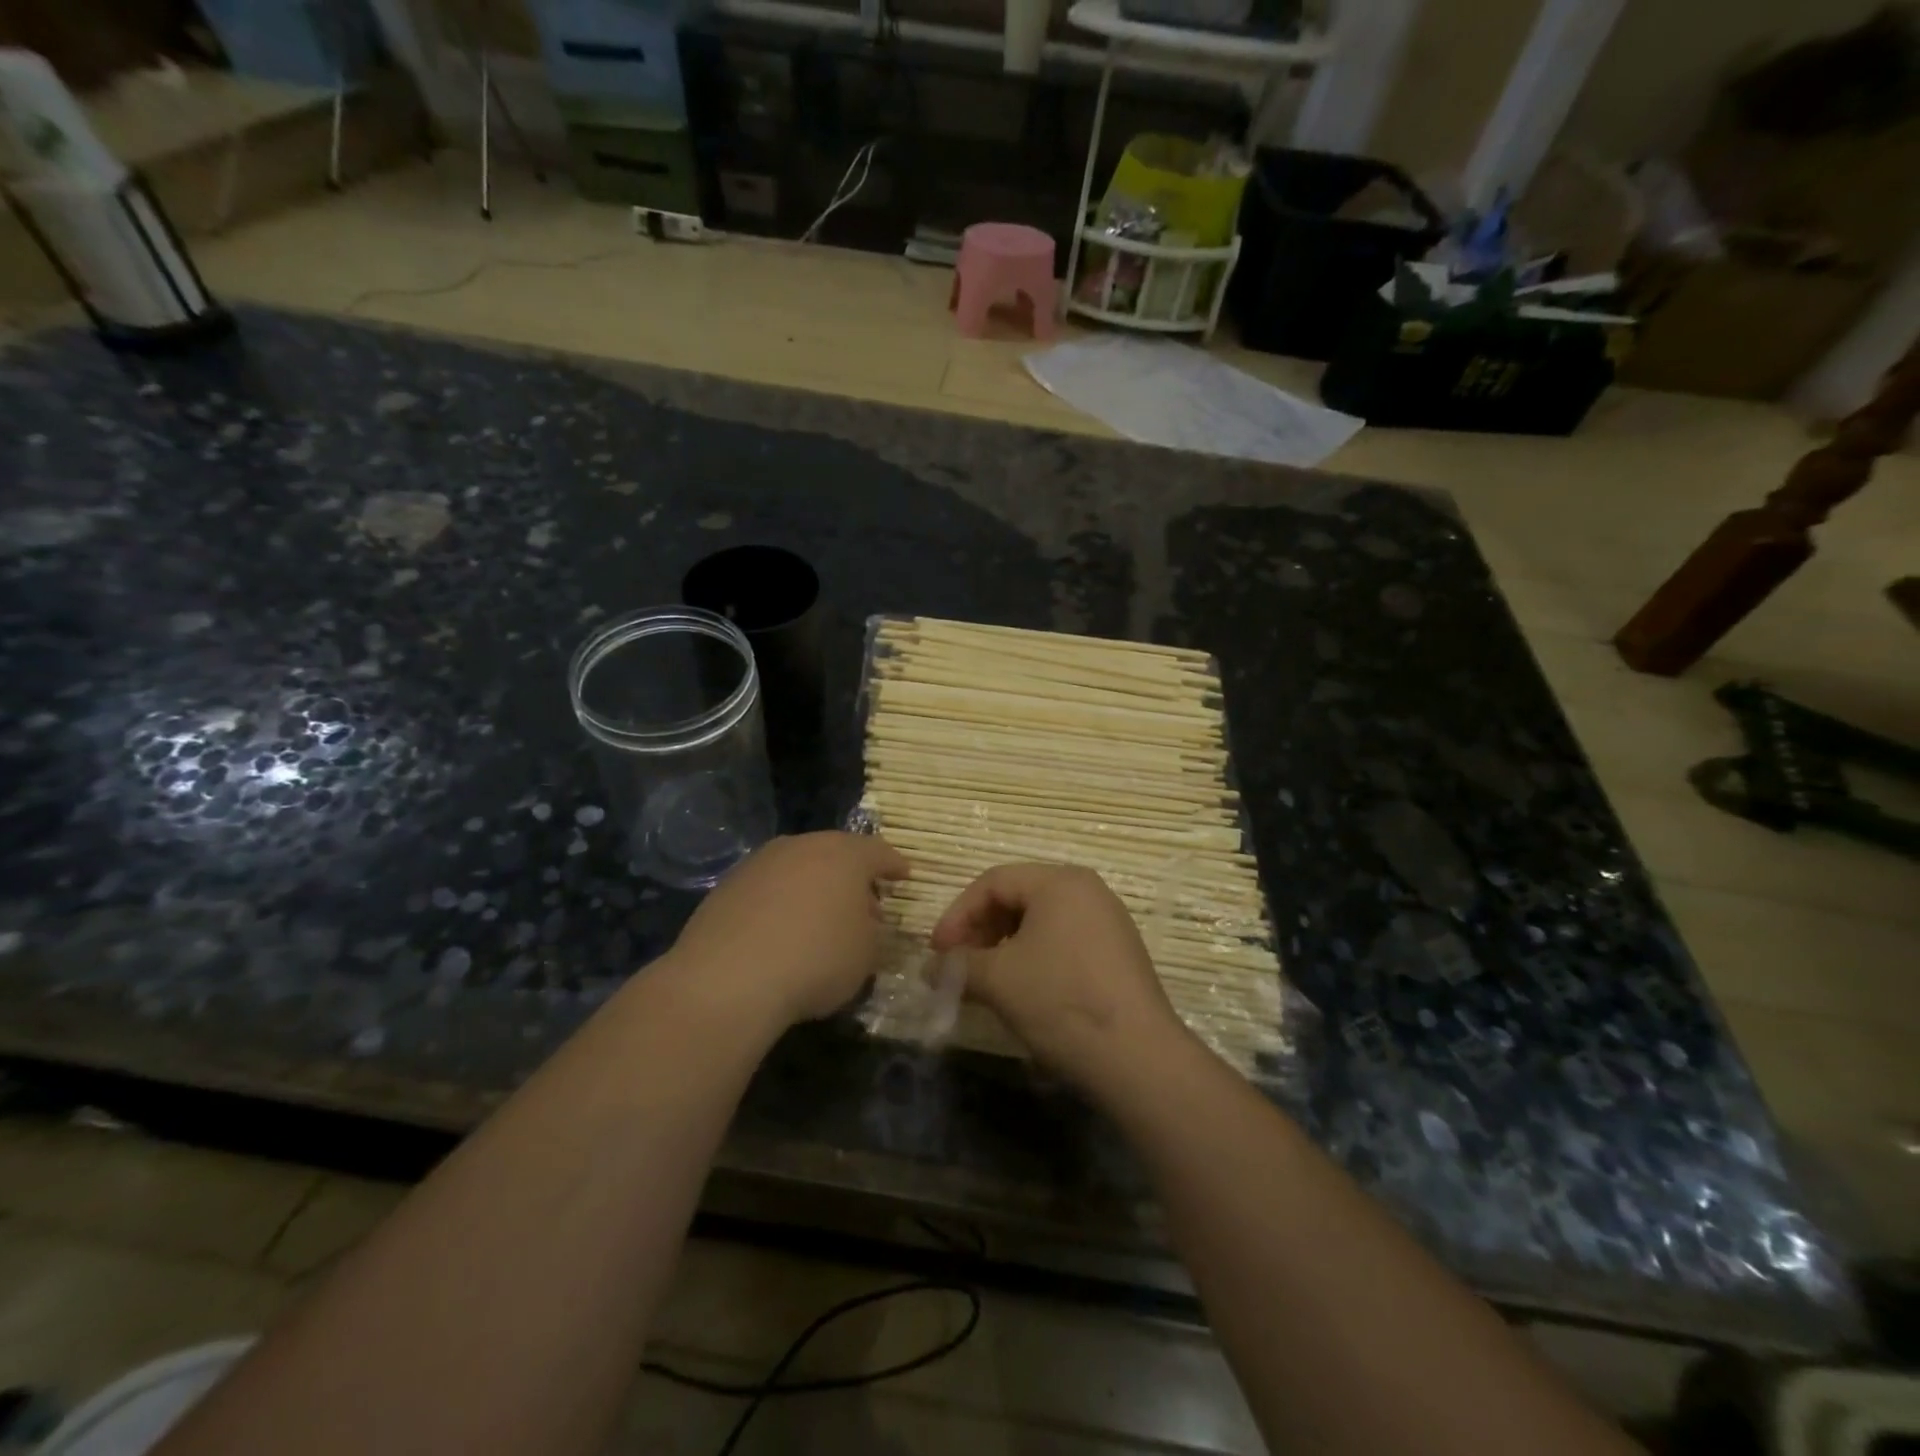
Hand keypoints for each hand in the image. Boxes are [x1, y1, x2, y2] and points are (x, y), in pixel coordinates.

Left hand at [669, 832, 908, 1028]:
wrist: (728, 979)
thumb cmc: (816, 959)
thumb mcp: (866, 954)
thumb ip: (873, 931)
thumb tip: (864, 921)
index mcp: (844, 854)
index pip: (879, 852)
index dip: (894, 865)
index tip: (905, 876)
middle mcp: (802, 846)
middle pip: (835, 854)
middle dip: (852, 876)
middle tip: (864, 902)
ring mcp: (760, 863)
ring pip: (798, 867)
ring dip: (813, 887)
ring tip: (820, 919)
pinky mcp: (727, 886)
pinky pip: (768, 888)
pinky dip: (781, 903)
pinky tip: (781, 932)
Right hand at [929, 863, 1184, 1092]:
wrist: (1137, 1056)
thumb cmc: (1060, 1000)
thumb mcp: (998, 979)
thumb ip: (957, 965)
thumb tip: (931, 968)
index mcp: (1059, 881)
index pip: (993, 882)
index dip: (958, 914)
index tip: (937, 951)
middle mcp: (1087, 890)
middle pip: (1018, 896)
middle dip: (981, 929)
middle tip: (959, 965)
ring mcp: (1108, 921)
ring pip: (1041, 920)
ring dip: (1004, 945)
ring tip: (986, 980)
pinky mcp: (1119, 952)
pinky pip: (1064, 940)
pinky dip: (1034, 956)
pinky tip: (1024, 989)